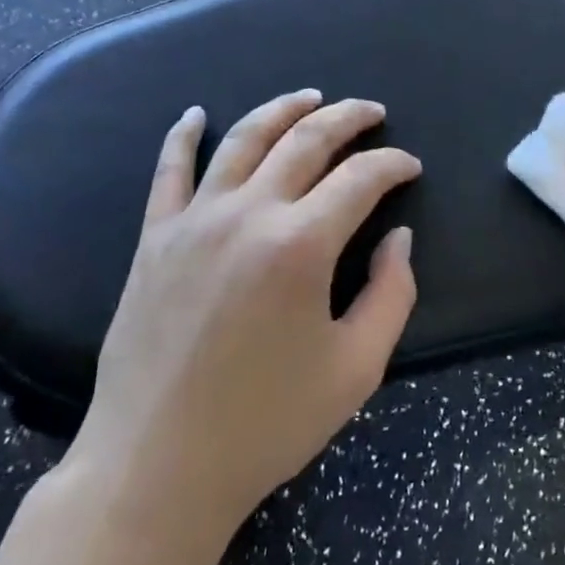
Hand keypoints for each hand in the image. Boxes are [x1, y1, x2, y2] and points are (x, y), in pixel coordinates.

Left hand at [65, 90, 420, 538]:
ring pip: (244, 139)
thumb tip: (398, 237)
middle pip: (306, 140)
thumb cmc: (266, 424)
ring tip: (311, 97)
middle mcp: (248, 213)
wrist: (156, 467)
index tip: (410, 166)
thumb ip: (391, 293)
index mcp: (301, 244)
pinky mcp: (155, 238)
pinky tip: (196, 114)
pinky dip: (183, 135)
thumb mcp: (356, 369)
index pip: (361, 178)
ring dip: (282, 109)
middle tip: (373, 111)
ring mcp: (195, 220)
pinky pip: (169, 170)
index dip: (393, 164)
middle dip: (347, 117)